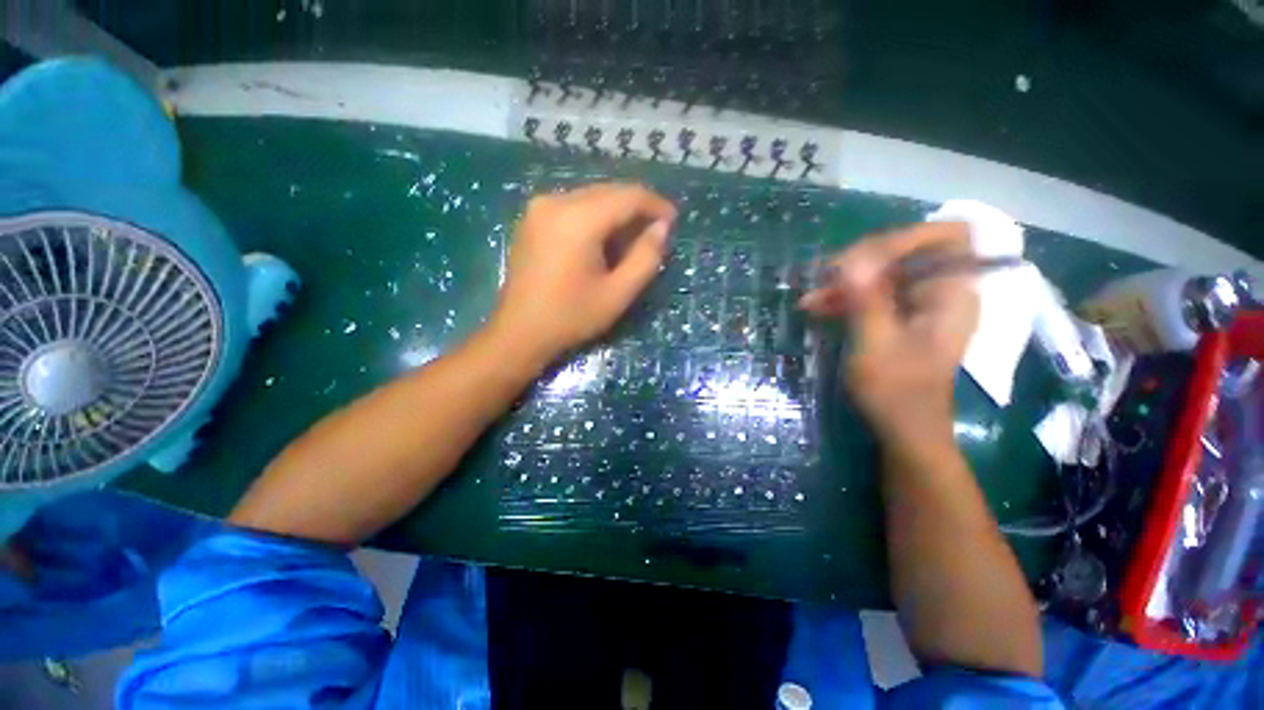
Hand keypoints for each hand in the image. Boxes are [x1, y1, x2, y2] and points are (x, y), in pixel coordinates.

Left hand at [491, 183, 676, 362]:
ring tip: (630, 242)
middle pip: (608, 192)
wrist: (520, 332)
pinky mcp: (532, 218)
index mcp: (577, 219)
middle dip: (636, 209)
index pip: (628, 196)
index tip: (673, 221)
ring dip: (616, 214)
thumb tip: (662, 228)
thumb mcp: (618, 294)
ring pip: (591, 197)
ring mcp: (539, 207)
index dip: (655, 205)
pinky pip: (574, 206)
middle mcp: (555, 201)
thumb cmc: (571, 317)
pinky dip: (595, 217)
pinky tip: (602, 241)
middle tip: (654, 235)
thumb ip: (646, 258)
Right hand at [800, 222, 978, 440]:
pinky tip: (817, 307)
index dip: (906, 237)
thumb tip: (851, 259)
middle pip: (907, 252)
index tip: (861, 256)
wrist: (903, 429)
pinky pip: (873, 294)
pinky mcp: (899, 317)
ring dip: (845, 282)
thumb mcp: (876, 345)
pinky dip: (846, 298)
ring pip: (884, 273)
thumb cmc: (896, 392)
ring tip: (811, 298)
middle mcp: (941, 291)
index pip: (948, 237)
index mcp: (952, 294)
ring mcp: (919, 304)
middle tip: (825, 277)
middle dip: (862, 261)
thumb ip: (867, 300)